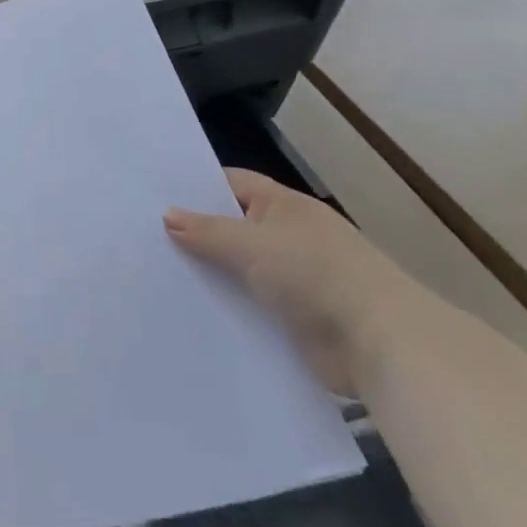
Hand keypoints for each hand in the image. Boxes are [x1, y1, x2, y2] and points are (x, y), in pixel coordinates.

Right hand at [164, 170, 417, 394]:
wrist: (379, 343)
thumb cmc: (314, 273)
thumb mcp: (251, 244)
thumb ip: (207, 231)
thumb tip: (167, 215)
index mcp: (283, 206)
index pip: (231, 184)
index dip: (196, 188)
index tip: (155, 196)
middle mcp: (288, 236)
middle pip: (233, 228)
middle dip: (197, 235)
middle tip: (146, 238)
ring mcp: (293, 279)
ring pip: (239, 270)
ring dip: (211, 276)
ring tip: (158, 276)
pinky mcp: (294, 319)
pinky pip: (251, 306)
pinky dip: (228, 308)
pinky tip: (192, 312)